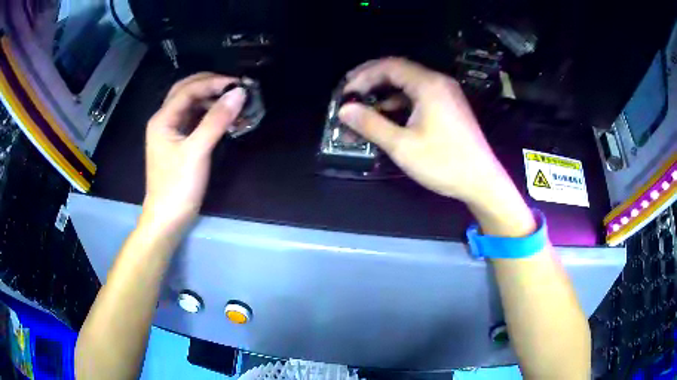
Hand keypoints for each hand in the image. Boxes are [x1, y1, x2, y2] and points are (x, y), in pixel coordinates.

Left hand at [143, 73, 245, 231]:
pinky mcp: (180, 144)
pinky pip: (196, 121)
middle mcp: (165, 120)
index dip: (213, 82)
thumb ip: (216, 120)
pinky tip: (226, 121)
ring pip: (192, 106)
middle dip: (210, 85)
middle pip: (187, 92)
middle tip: (234, 87)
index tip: (238, 84)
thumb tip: (239, 93)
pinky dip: (211, 117)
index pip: (188, 89)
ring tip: (235, 104)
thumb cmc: (177, 186)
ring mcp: (172, 132)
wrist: (168, 219)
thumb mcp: (197, 151)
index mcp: (163, 119)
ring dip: (212, 101)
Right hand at [338, 58, 507, 205]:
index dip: (363, 75)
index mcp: (428, 85)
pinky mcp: (448, 106)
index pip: (389, 66)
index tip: (345, 92)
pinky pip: (418, 96)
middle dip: (371, 80)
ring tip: (363, 107)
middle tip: (350, 93)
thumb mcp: (403, 146)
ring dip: (384, 93)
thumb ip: (371, 125)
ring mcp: (445, 94)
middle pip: (398, 71)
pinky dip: (399, 103)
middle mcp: (438, 82)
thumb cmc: (444, 163)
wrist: (481, 181)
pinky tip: (387, 116)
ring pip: (408, 84)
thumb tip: (345, 110)